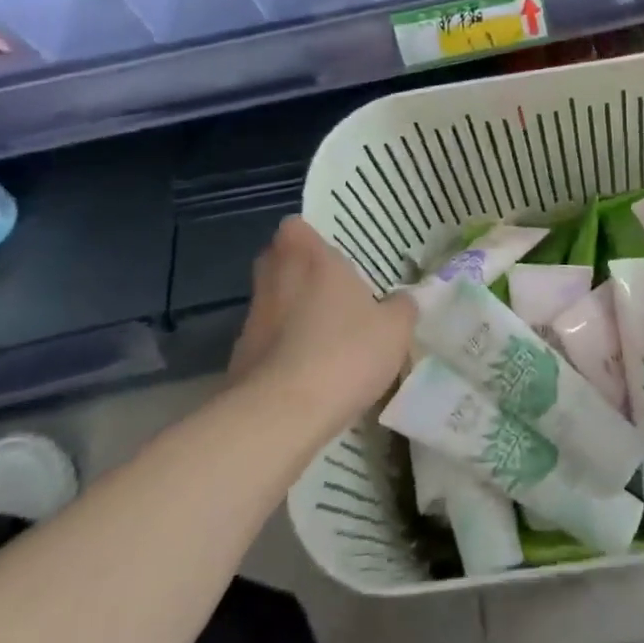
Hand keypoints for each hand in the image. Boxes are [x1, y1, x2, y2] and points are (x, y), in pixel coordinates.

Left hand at [230, 217, 417, 439]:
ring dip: (289, 311)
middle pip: (277, 259)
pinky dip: (280, 349)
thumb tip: (404, 300)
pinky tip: (306, 372)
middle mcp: (276, 278)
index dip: (309, 236)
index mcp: (311, 258)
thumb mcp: (394, 330)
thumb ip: (402, 308)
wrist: (280, 416)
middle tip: (329, 287)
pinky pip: (263, 340)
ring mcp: (253, 318)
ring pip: (271, 300)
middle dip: (297, 269)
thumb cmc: (344, 353)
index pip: (295, 226)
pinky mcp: (239, 358)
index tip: (331, 253)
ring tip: (323, 334)